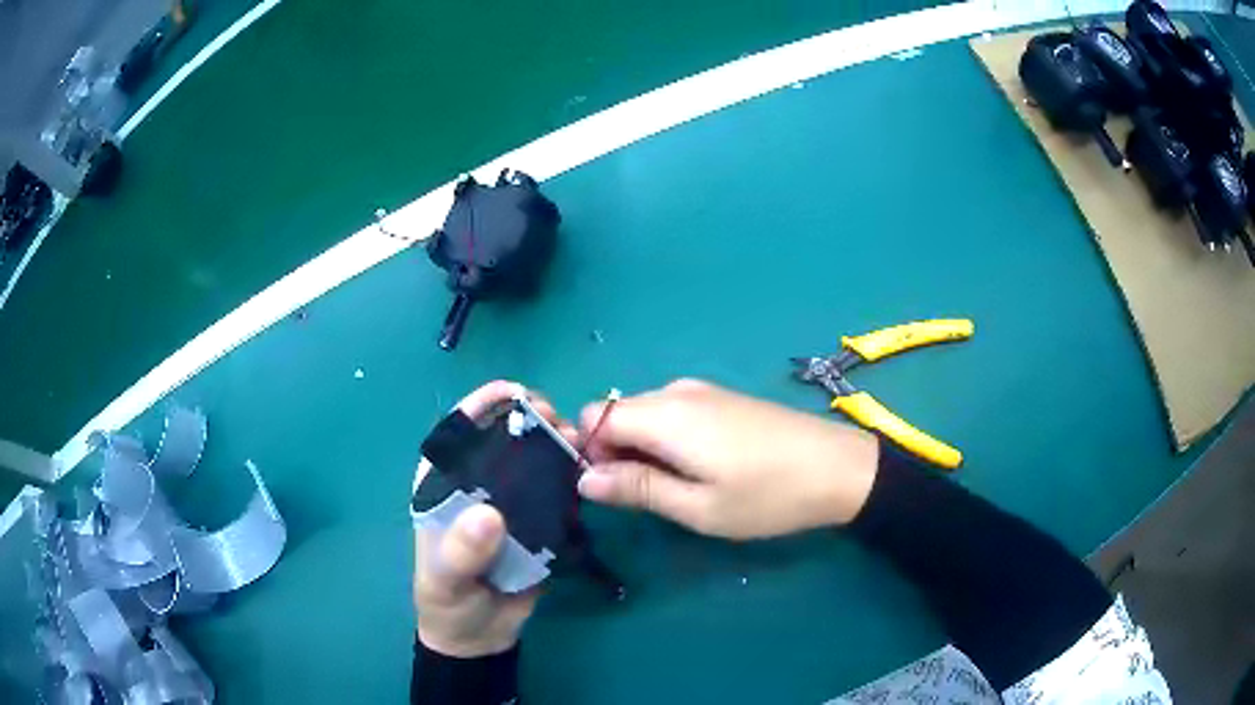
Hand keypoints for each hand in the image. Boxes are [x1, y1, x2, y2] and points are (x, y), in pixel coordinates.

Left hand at [413, 380, 572, 656]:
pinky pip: (555, 493)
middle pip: (502, 439)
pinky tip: (587, 471)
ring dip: (555, 445)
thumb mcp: (445, 580)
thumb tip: (489, 514)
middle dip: (528, 420)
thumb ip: (461, 551)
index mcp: (443, 486)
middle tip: (557, 420)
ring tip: (578, 442)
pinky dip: (571, 478)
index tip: (514, 392)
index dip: (481, 405)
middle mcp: (477, 485)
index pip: (456, 434)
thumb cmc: (448, 602)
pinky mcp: (538, 523)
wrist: (480, 636)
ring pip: (533, 462)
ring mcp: (510, 503)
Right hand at [576, 379, 879, 538]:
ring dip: (644, 448)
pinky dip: (667, 439)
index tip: (615, 489)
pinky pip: (672, 413)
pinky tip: (701, 467)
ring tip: (679, 487)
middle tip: (650, 496)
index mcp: (664, 414)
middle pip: (617, 413)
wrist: (838, 468)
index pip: (593, 416)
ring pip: (644, 414)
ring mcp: (701, 391)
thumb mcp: (697, 507)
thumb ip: (636, 489)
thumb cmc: (766, 496)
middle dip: (616, 452)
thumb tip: (584, 479)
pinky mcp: (721, 398)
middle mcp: (676, 392)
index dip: (591, 452)